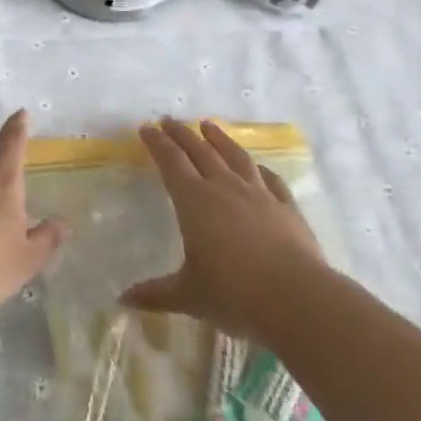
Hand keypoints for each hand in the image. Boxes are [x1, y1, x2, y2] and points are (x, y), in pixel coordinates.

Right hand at [123, 118, 323, 339]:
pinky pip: (270, 179)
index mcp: (194, 201)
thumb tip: (122, 300)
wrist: (298, 300)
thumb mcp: (189, 296)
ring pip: (235, 157)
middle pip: (200, 151)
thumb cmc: (234, 294)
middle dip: (181, 134)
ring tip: (209, 125)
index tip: (146, 128)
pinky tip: (257, 166)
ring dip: (219, 138)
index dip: (157, 143)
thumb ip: (155, 294)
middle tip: (169, 120)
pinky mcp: (286, 207)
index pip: (171, 162)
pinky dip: (259, 168)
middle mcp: (224, 188)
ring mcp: (259, 194)